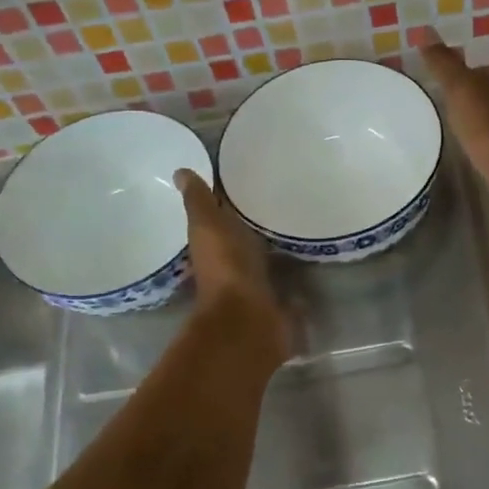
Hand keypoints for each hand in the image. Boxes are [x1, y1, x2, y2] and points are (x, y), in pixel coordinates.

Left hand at [176, 169, 289, 363]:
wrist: (250, 317)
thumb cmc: (226, 265)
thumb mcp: (208, 225)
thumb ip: (199, 201)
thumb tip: (180, 171)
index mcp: (212, 244)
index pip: (217, 215)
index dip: (226, 199)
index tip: (245, 177)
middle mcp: (231, 264)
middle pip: (242, 238)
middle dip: (254, 223)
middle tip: (278, 197)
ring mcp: (255, 285)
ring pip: (264, 258)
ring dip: (274, 247)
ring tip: (298, 223)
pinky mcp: (278, 301)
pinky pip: (286, 280)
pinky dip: (293, 272)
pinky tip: (309, 258)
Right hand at [417, 33, 488, 219]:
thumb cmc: (487, 126)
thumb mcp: (461, 89)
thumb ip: (444, 64)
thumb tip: (426, 30)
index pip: (471, 72)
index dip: (453, 70)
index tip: (433, 71)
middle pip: (479, 96)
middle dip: (461, 95)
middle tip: (436, 97)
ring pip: (483, 120)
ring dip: (469, 119)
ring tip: (446, 124)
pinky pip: (486, 145)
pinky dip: (476, 142)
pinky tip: (465, 149)